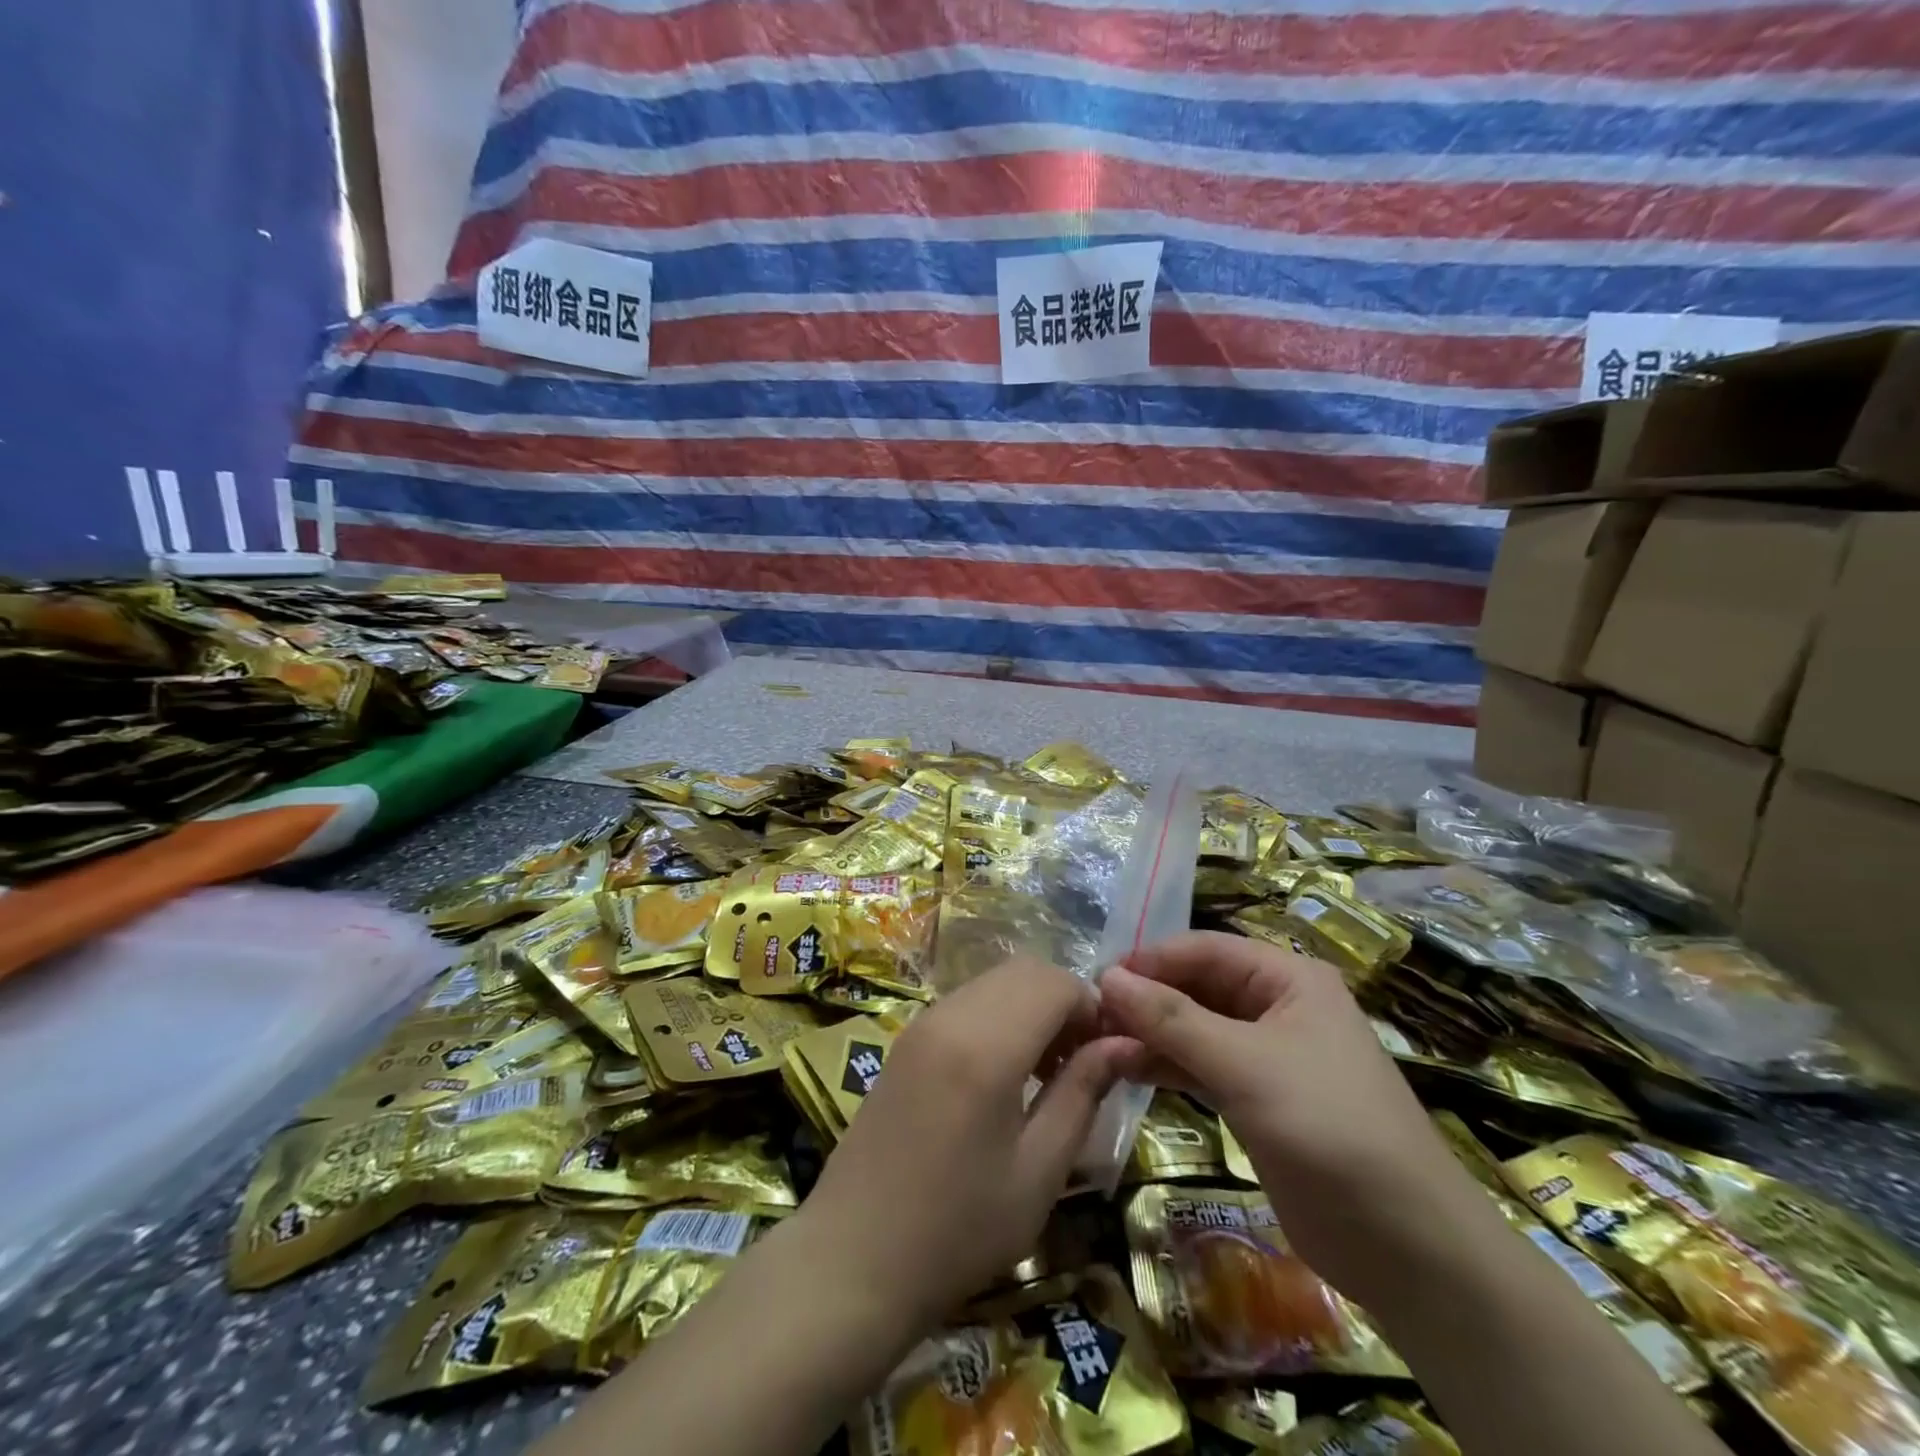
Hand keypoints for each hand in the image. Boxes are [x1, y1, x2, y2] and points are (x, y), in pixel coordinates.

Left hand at [794, 956, 1138, 1325]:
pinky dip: (1000, 1015)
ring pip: (994, 981)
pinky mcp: (906, 1037)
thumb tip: (1126, 1043)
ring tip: (1047, 1071)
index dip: (1093, 1006)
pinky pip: (967, 1001)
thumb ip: (1082, 1093)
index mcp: (986, 1045)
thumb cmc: (958, 1228)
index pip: (1055, 982)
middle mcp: (951, 1015)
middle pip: (1024, 970)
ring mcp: (922, 1022)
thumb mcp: (1038, 1170)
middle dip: (1064, 1000)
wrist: (853, 1257)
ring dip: (1032, 1006)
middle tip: (1083, 1061)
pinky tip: (1005, 1072)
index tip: (1110, 1053)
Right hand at [1098, 931, 1488, 1307]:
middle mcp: (1276, 1006)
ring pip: (1194, 1028)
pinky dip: (1165, 1065)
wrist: (1408, 1247)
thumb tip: (1106, 977)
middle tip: (1089, 1016)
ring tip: (1097, 1042)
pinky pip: (1200, 1066)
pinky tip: (1125, 1069)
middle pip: (1196, 987)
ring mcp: (1265, 1055)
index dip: (1151, 960)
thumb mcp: (1246, 1066)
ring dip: (1149, 1033)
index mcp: (1288, 979)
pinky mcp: (1255, 1098)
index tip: (1097, 979)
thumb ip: (1172, 1019)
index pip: (1204, 950)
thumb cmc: (1331, 1130)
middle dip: (1146, 998)